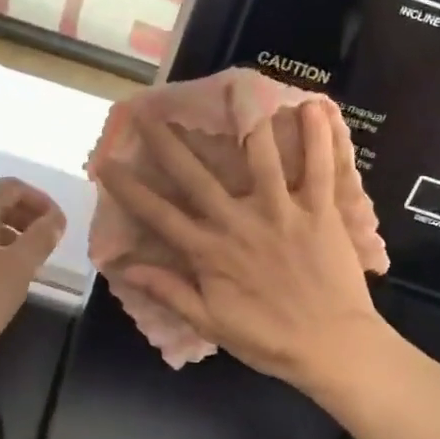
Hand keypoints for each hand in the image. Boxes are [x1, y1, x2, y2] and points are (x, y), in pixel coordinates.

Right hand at [95, 100, 384, 388]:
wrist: (333, 348)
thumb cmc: (269, 340)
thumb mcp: (211, 323)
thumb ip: (170, 291)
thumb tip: (126, 267)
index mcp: (210, 252)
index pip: (159, 215)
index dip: (129, 188)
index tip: (106, 163)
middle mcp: (240, 223)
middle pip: (197, 176)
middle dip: (169, 143)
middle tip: (148, 112)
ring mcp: (282, 212)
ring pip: (261, 159)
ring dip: (246, 123)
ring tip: (235, 89)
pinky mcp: (320, 212)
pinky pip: (320, 169)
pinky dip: (318, 138)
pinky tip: (313, 106)